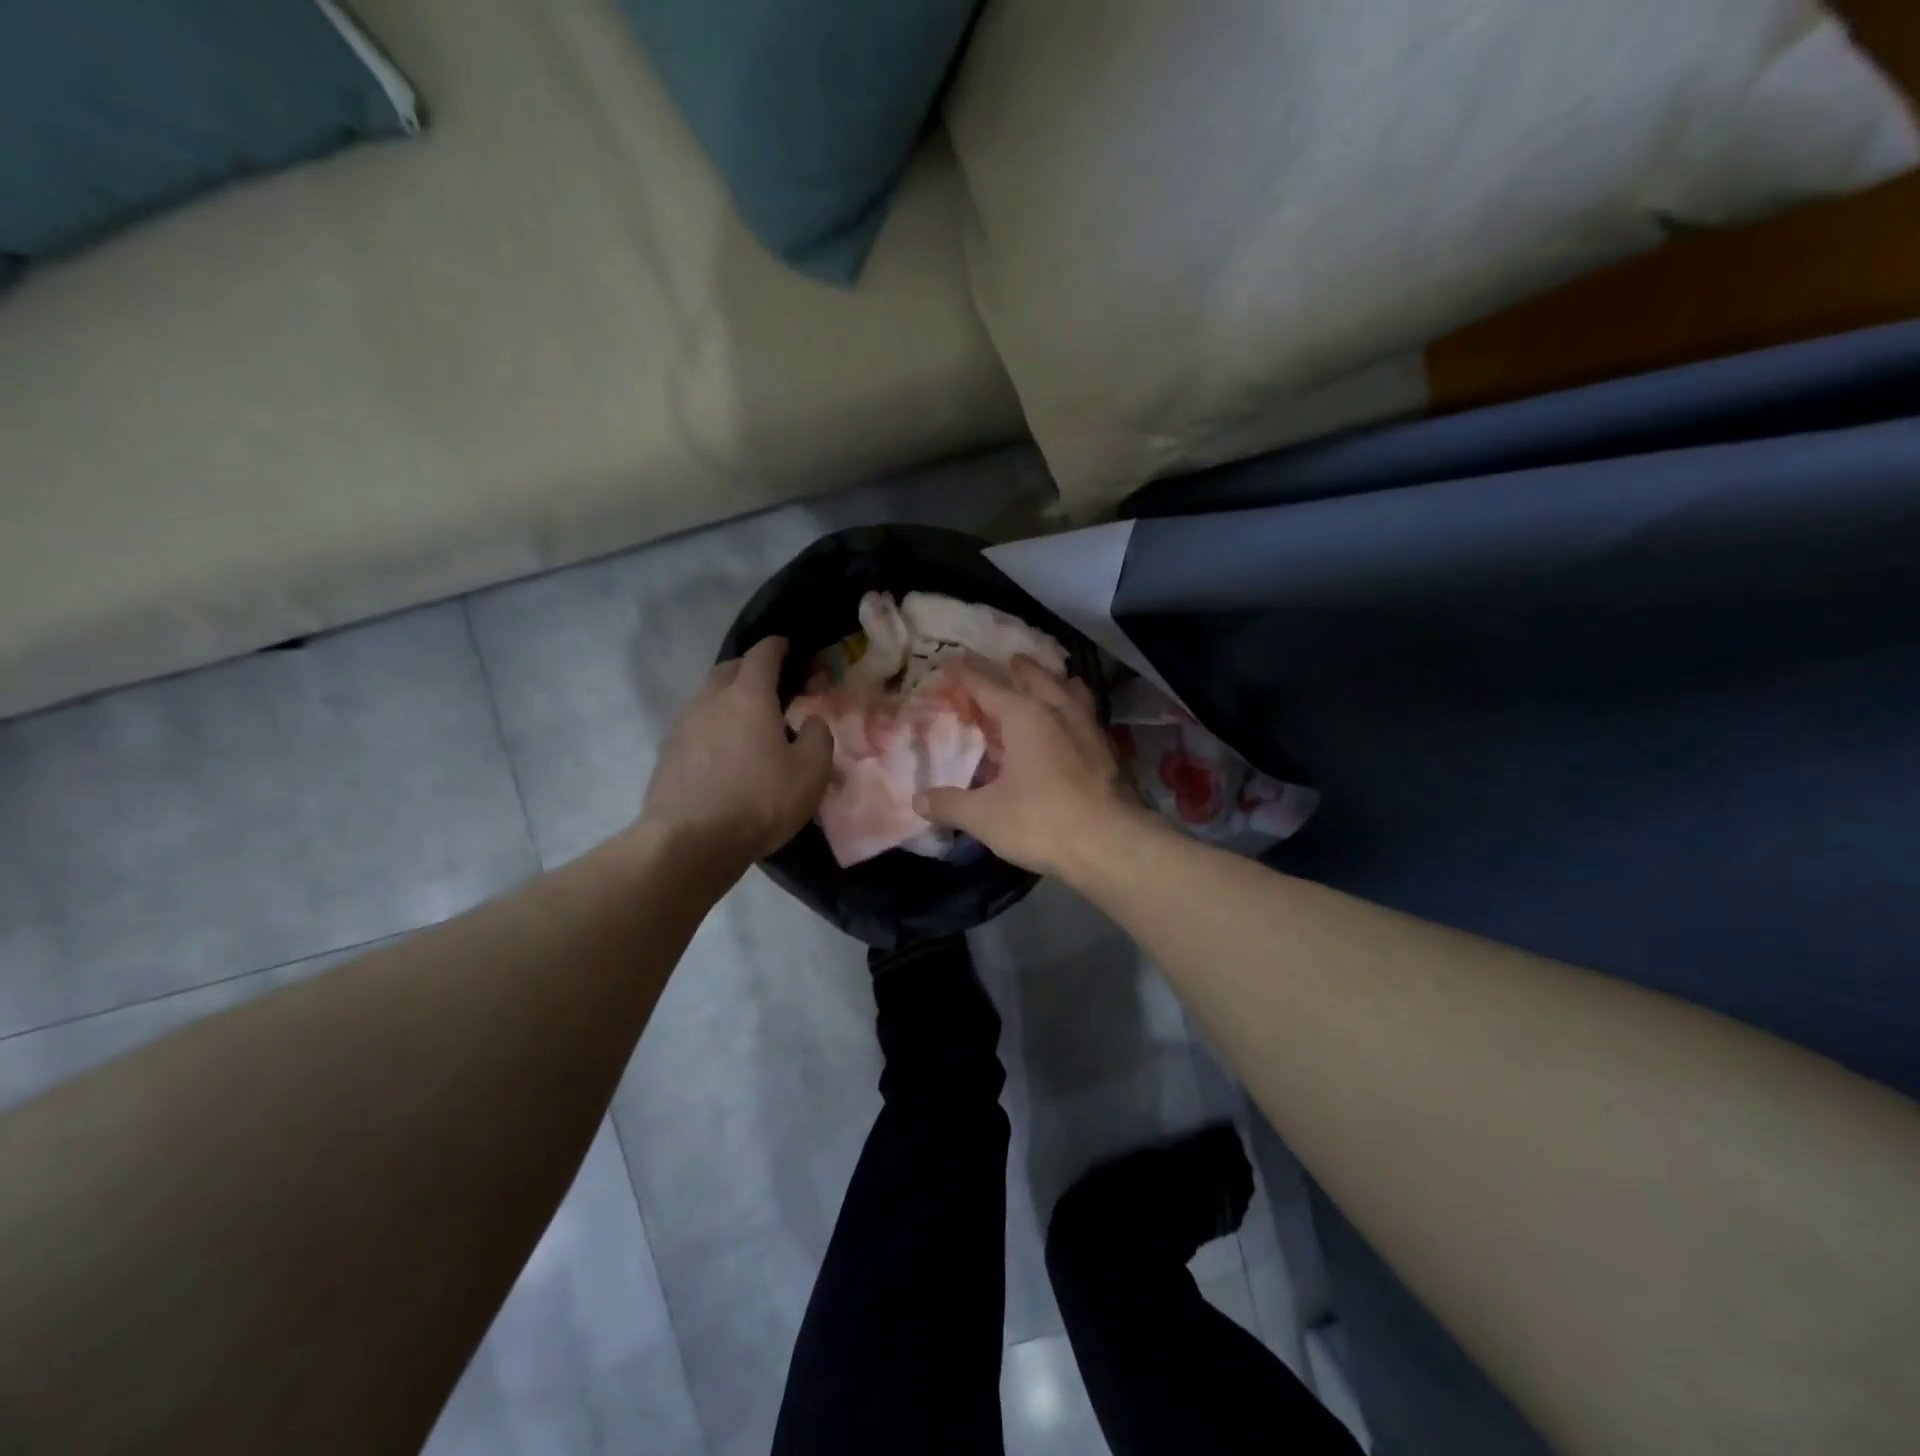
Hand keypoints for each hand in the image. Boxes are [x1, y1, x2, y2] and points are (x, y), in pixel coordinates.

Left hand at [643, 637, 832, 865]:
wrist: (691, 840)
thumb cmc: (760, 799)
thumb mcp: (811, 771)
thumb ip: (818, 737)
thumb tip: (811, 720)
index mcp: (748, 696)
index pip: (762, 655)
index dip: (776, 646)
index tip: (786, 644)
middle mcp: (710, 700)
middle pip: (729, 669)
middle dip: (749, 669)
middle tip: (770, 683)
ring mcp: (682, 725)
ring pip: (707, 697)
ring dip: (727, 699)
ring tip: (746, 720)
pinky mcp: (667, 753)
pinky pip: (694, 726)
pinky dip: (712, 727)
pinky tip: (722, 751)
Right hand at [917, 657, 1146, 878]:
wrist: (1110, 844)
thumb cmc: (1040, 821)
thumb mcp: (984, 816)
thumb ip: (950, 804)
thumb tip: (918, 801)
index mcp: (1024, 716)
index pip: (988, 686)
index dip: (967, 675)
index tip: (953, 663)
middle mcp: (1059, 712)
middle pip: (1038, 679)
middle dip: (1020, 669)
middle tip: (1011, 661)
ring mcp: (1089, 730)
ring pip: (1072, 693)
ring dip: (1057, 684)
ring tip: (1052, 682)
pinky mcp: (1109, 753)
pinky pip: (1087, 718)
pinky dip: (1076, 712)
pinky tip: (1075, 727)